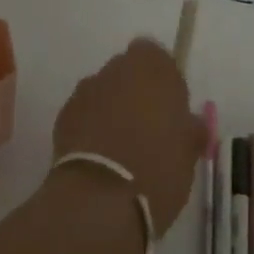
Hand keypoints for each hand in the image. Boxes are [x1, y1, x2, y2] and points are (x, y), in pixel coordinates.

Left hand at [50, 39, 204, 237]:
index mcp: (152, 67)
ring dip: (111, 109)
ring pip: (104, 92)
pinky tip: (101, 158)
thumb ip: (190, 129)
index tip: (171, 108)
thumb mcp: (189, 152)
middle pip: (127, 71)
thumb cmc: (158, 167)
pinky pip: (84, 114)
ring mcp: (86, 90)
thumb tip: (190, 124)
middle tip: (148, 129)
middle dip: (136, 93)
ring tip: (122, 148)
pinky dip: (91, 127)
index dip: (163, 78)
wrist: (101, 199)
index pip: (156, 55)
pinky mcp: (63, 115)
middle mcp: (116, 69)